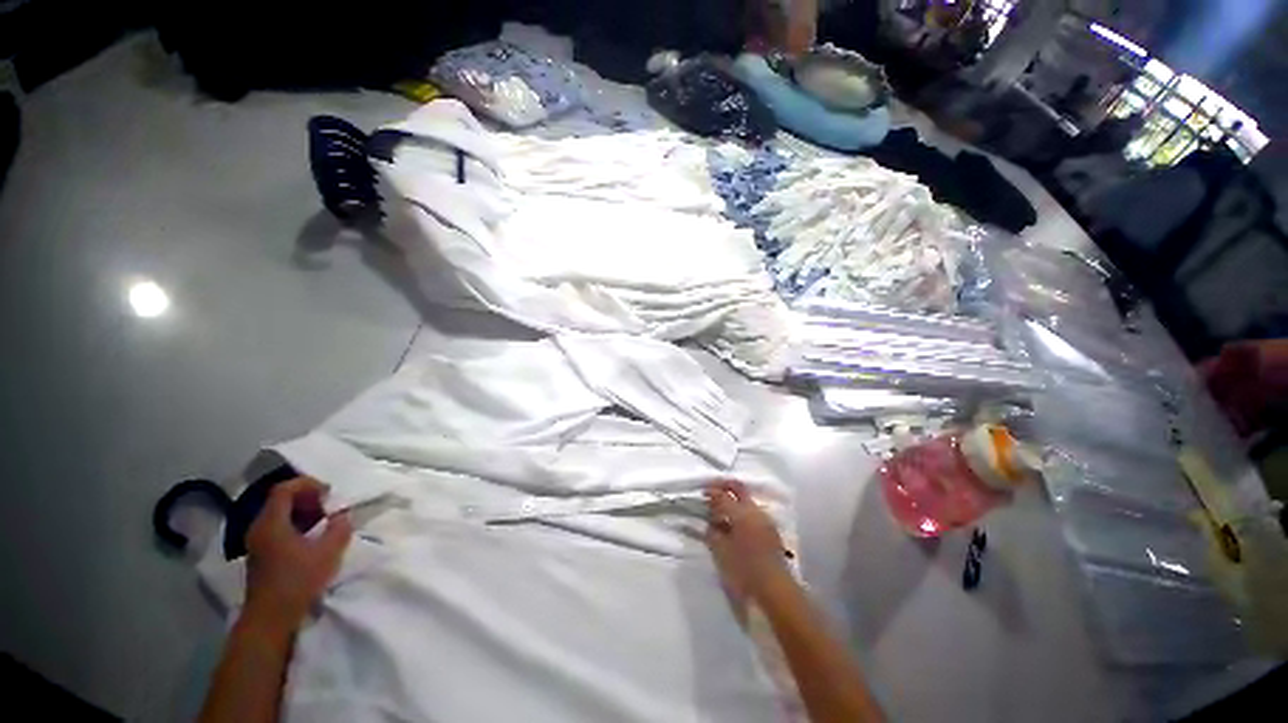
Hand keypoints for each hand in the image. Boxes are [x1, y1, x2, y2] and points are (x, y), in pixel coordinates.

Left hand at [244, 477, 352, 632]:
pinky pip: (277, 528)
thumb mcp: (328, 551)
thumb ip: (340, 527)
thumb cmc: (298, 580)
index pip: (284, 489)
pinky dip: (295, 524)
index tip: (329, 492)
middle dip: (307, 497)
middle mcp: (259, 528)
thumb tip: (342, 514)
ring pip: (279, 514)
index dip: (308, 484)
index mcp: (271, 523)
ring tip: (324, 520)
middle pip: (280, 500)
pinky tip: (312, 537)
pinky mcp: (261, 555)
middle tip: (329, 505)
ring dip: (302, 511)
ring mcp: (257, 543)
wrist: (271, 618)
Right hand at [705, 480, 789, 603]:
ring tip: (722, 512)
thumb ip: (713, 533)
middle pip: (739, 489)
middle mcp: (755, 511)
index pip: (723, 495)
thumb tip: (710, 523)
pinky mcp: (771, 532)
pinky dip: (742, 513)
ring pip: (747, 501)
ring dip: (734, 501)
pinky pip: (753, 514)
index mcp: (742, 513)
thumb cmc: (744, 571)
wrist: (776, 592)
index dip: (711, 491)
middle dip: (725, 486)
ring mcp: (766, 520)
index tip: (702, 492)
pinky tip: (735, 525)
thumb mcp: (721, 553)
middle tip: (713, 491)